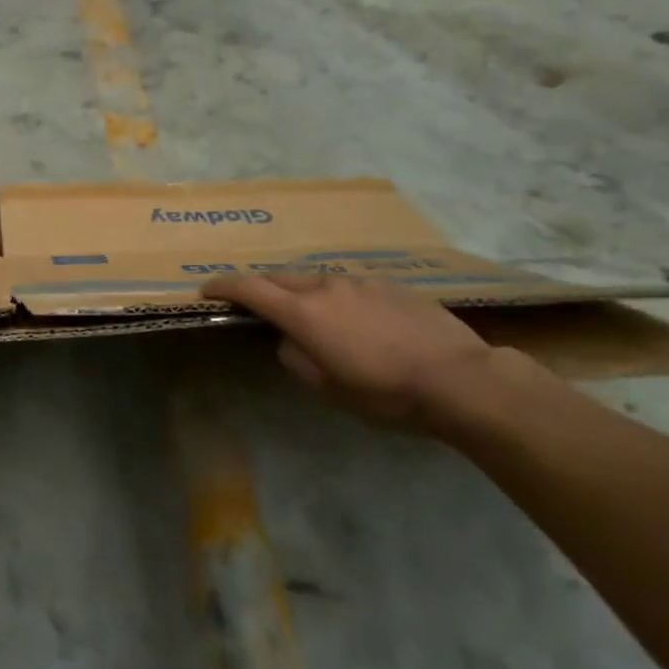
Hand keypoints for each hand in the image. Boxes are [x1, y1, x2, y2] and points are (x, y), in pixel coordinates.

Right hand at [202, 273, 494, 430]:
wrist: (461, 379)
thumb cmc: (386, 392)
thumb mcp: (329, 389)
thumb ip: (296, 358)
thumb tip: (288, 340)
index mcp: (304, 312)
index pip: (249, 287)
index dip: (223, 286)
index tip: (207, 290)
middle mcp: (326, 286)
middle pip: (279, 276)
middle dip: (261, 287)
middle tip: (256, 305)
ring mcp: (361, 280)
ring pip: (317, 279)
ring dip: (303, 293)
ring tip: (315, 318)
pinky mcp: (391, 283)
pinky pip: (351, 285)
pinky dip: (339, 297)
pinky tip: (360, 321)